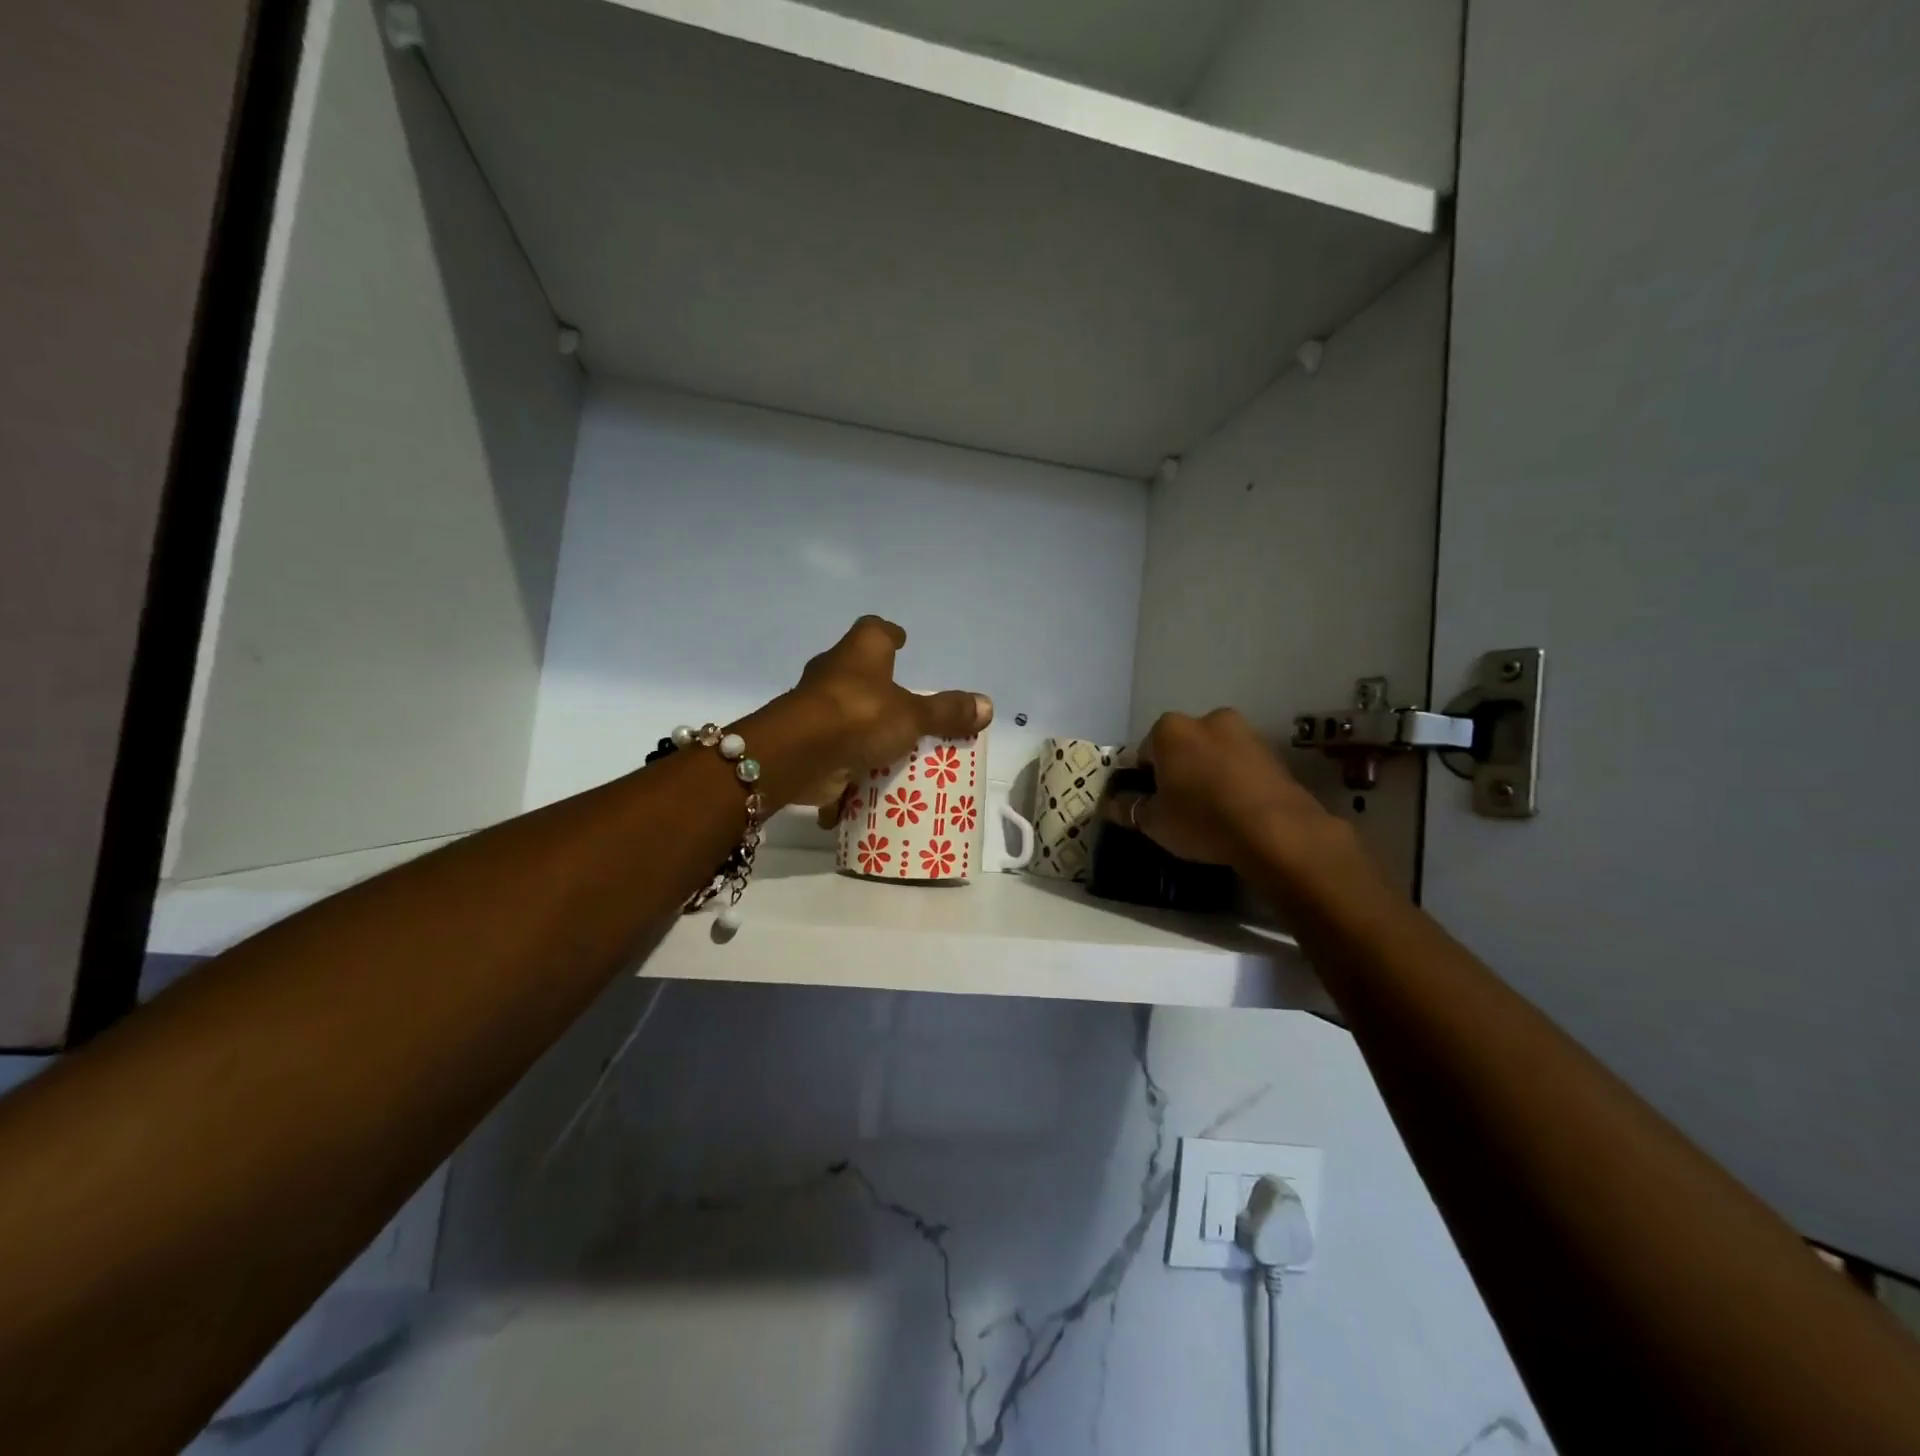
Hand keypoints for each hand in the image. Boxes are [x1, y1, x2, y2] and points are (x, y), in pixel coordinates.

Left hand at [745, 616, 990, 817]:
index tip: (902, 641)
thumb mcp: (912, 716)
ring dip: (864, 730)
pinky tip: (866, 786)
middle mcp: (833, 674)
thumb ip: (947, 713)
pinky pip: (834, 753)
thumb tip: (987, 705)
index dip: (890, 634)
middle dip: (880, 689)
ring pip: (845, 714)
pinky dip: (846, 769)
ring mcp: (815, 708)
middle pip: (858, 673)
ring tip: (893, 749)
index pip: (874, 630)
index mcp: (859, 653)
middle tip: (907, 705)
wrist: (797, 755)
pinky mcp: (806, 742)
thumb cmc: (859, 716)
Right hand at [1104, 709, 1332, 867]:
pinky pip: (1242, 765)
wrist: (1277, 831)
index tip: (1153, 805)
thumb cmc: (1202, 819)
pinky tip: (1238, 809)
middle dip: (1179, 771)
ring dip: (1209, 773)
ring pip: (1214, 753)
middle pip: (1182, 747)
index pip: (1145, 753)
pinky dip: (1235, 780)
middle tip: (1181, 808)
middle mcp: (1207, 718)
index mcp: (1170, 729)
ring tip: (1213, 811)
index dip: (1145, 781)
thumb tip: (1112, 804)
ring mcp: (1245, 731)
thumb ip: (1129, 808)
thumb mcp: (1154, 822)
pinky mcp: (1273, 752)